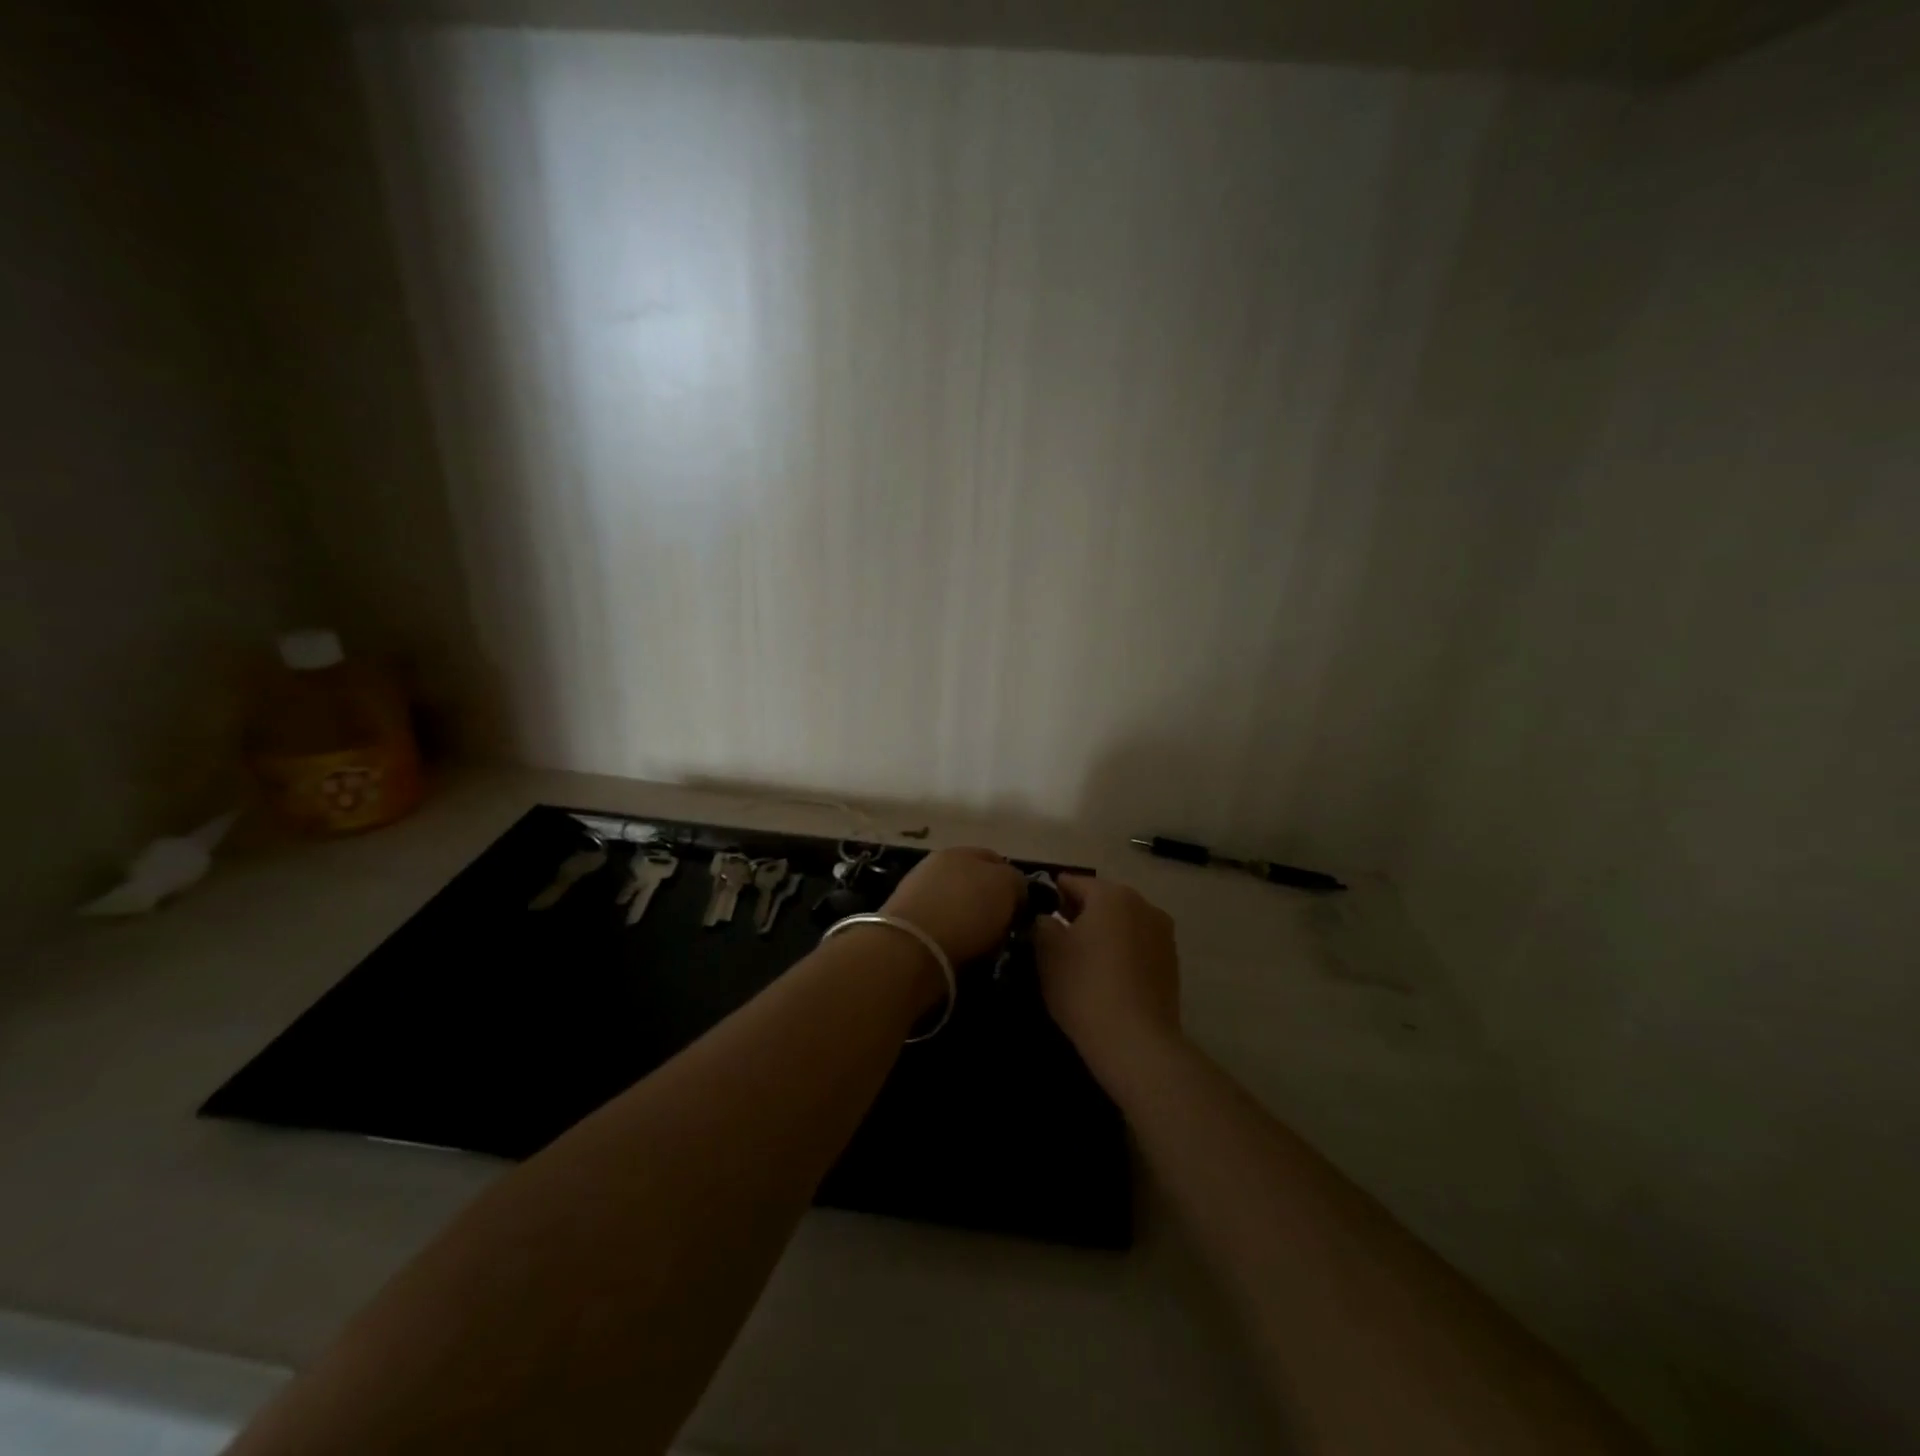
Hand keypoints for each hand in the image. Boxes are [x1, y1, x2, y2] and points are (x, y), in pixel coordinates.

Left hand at [881, 847, 1027, 966]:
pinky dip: (949, 930)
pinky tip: (954, 944)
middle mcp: (939, 864)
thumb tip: (1013, 888)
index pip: (996, 861)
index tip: (1021, 910)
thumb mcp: (1005, 887)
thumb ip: (1014, 880)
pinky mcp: (905, 918)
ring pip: (955, 900)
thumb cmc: (966, 912)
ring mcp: (918, 889)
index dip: (1013, 883)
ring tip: (979, 940)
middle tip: (1002, 925)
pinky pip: (939, 921)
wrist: (911, 947)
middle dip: (988, 898)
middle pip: (973, 880)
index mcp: (963, 851)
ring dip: (967, 915)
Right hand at [1034, 875, 1181, 1081]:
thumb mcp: (1047, 951)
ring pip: (1123, 922)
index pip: (1073, 882)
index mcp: (1111, 894)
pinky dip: (1122, 951)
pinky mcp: (1172, 962)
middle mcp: (1143, 904)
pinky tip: (1108, 976)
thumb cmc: (1084, 987)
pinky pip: (1138, 945)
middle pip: (1102, 900)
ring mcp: (1163, 933)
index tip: (1037, 913)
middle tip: (1056, 938)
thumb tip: (1048, 918)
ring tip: (1083, 959)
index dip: (1052, 895)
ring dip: (1104, 932)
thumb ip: (1042, 923)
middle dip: (1079, 913)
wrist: (1136, 1042)